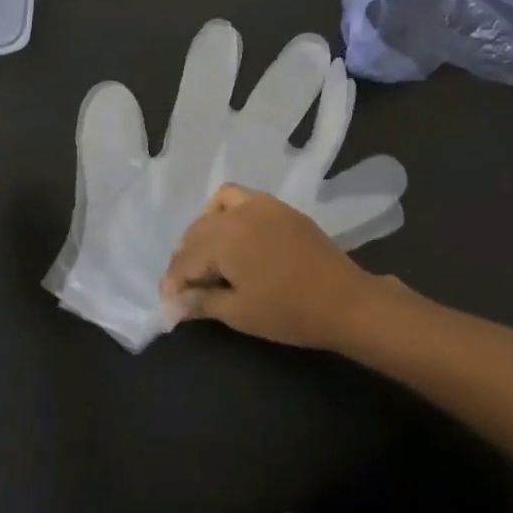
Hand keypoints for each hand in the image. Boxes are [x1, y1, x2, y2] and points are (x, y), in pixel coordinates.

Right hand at [160, 184, 391, 349]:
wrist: (344, 300)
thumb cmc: (288, 311)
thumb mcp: (239, 312)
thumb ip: (201, 302)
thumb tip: (173, 303)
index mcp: (225, 236)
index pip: (186, 257)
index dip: (173, 282)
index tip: (168, 304)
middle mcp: (239, 211)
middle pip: (199, 231)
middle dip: (186, 258)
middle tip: (184, 289)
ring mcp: (262, 204)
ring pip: (217, 208)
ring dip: (204, 231)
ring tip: (205, 259)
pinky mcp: (280, 208)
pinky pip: (242, 199)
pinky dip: (227, 214)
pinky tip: (232, 239)